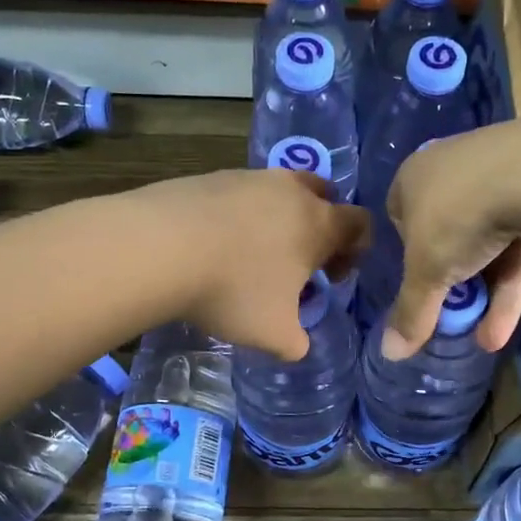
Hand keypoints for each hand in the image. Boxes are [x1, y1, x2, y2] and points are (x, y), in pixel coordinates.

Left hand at [137, 168, 368, 359]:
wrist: (160, 247)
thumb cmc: (233, 291)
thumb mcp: (273, 334)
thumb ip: (296, 342)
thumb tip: (298, 345)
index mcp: (319, 224)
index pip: (360, 224)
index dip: (356, 250)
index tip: (332, 276)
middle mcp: (291, 191)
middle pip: (324, 195)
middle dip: (321, 225)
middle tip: (301, 258)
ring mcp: (250, 178)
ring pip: (281, 190)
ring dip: (280, 217)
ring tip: (254, 252)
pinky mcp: (212, 176)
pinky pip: (242, 192)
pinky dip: (241, 213)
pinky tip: (217, 242)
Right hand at [382, 125, 520, 359]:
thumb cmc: (458, 217)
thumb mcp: (425, 273)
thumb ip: (410, 313)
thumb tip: (389, 354)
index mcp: (414, 177)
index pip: (401, 217)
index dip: (407, 256)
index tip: (417, 285)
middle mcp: (453, 171)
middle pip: (446, 235)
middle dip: (450, 281)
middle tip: (449, 315)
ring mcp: (500, 179)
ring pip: (487, 246)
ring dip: (484, 295)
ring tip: (482, 340)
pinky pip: (518, 247)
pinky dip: (509, 287)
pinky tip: (501, 331)